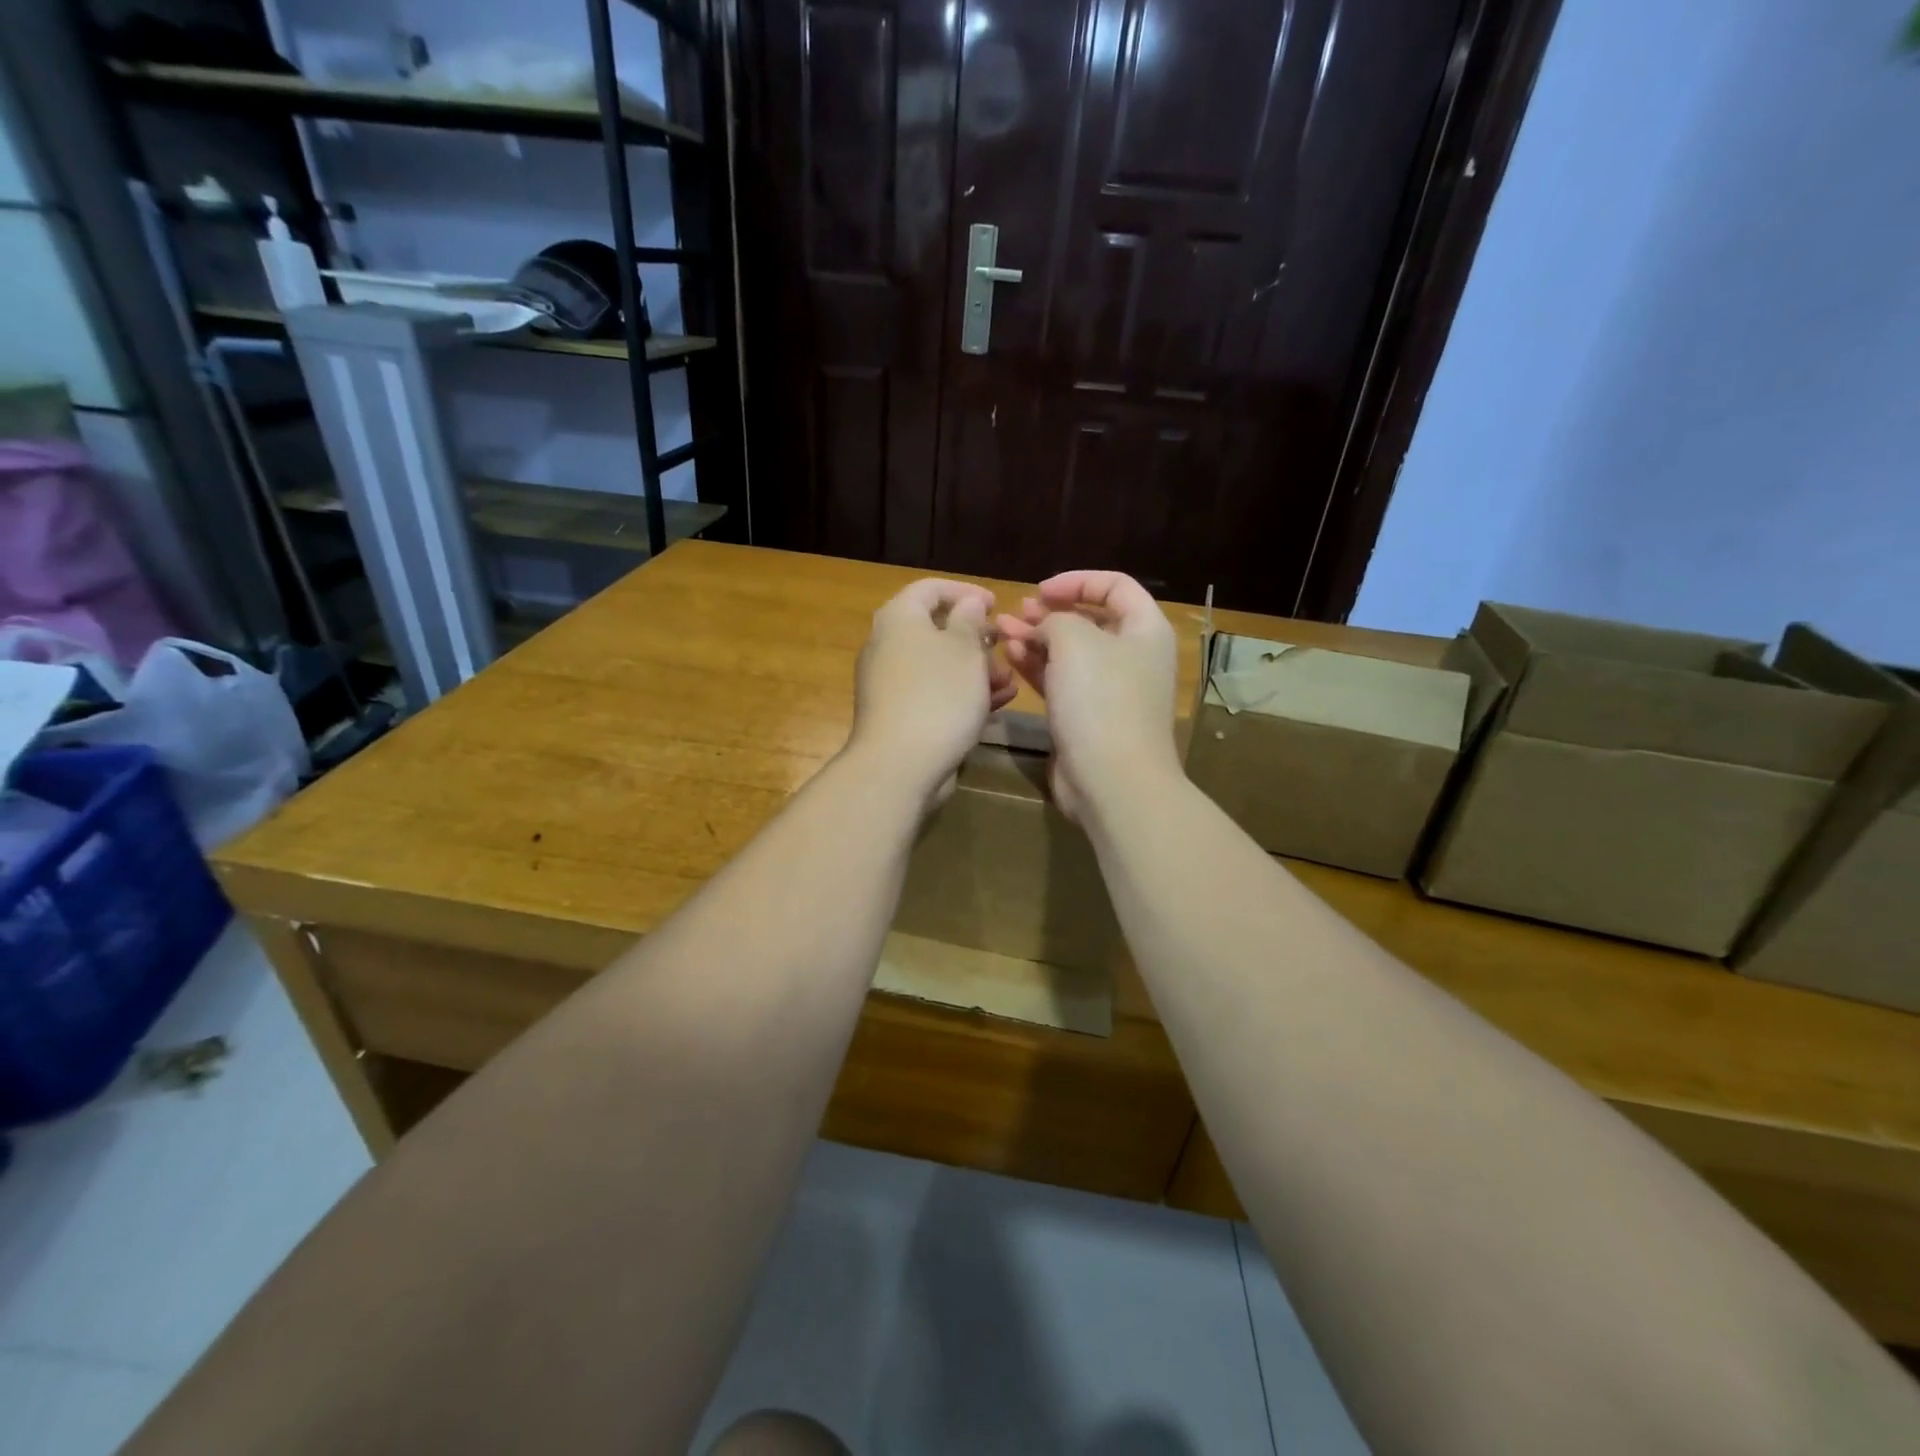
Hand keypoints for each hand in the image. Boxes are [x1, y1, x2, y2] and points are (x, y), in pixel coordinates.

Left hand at [848, 578, 1015, 805]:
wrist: (900, 765)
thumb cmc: (938, 695)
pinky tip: (996, 705)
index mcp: (899, 618)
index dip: (966, 591)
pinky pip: (934, 693)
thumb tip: (968, 604)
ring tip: (1009, 682)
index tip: (996, 604)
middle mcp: (887, 646)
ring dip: (976, 670)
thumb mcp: (965, 649)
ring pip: (939, 665)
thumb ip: (970, 620)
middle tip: (1005, 648)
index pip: (931, 588)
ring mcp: (891, 683)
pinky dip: (963, 694)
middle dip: (976, 639)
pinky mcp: (899, 715)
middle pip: (935, 629)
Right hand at [996, 570, 1179, 820]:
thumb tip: (1045, 628)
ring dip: (1036, 639)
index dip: (1077, 581)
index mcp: (1145, 630)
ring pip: (1070, 654)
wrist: (1111, 780)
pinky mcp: (1088, 717)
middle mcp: (1132, 657)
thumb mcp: (1075, 641)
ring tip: (1001, 631)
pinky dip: (1038, 667)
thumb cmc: (1101, 700)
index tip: (1040, 590)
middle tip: (1017, 612)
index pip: (1116, 586)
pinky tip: (1010, 657)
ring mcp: (1110, 690)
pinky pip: (1061, 682)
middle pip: (1090, 621)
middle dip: (1050, 613)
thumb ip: (1056, 620)